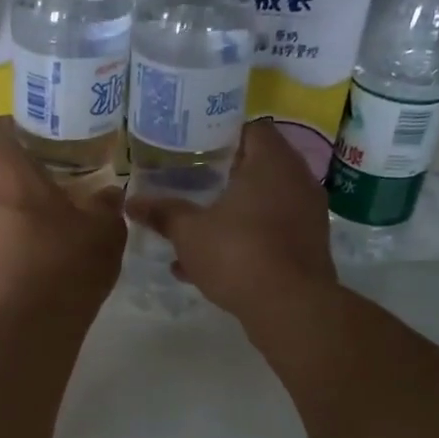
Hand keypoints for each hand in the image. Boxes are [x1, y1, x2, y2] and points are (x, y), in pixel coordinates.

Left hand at [0, 119, 125, 319]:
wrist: (30, 325)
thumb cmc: (67, 264)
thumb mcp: (105, 230)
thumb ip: (106, 204)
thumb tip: (109, 194)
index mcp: (5, 171)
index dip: (14, 126)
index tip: (37, 137)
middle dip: (2, 159)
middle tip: (36, 171)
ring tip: (32, 213)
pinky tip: (22, 250)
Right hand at [126, 119, 336, 323]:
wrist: (290, 308)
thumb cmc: (238, 254)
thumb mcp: (189, 232)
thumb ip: (163, 213)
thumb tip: (131, 202)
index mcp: (272, 163)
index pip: (251, 129)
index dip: (222, 135)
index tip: (195, 147)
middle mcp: (297, 181)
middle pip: (257, 167)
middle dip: (222, 178)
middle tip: (190, 184)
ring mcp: (307, 216)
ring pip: (262, 205)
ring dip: (231, 214)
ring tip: (195, 227)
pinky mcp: (308, 248)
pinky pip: (270, 235)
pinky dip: (244, 241)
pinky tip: (207, 265)